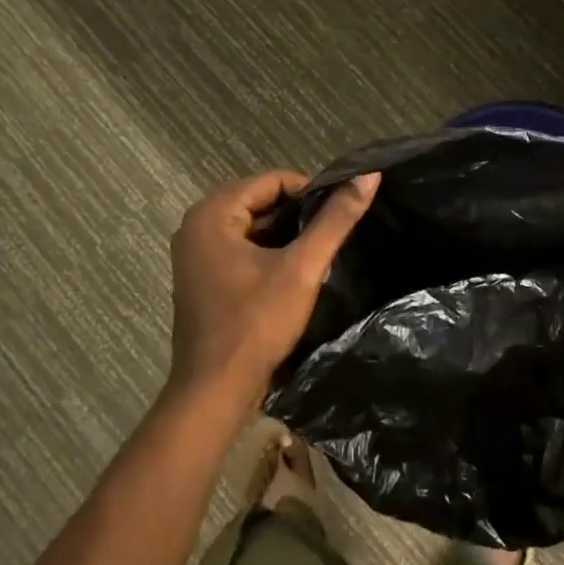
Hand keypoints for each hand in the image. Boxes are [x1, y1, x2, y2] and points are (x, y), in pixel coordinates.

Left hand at [168, 168, 379, 399]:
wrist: (216, 388)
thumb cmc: (257, 323)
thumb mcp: (303, 268)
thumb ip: (335, 221)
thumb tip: (368, 176)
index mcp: (212, 214)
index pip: (271, 181)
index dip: (310, 193)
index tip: (338, 216)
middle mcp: (196, 227)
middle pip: (260, 202)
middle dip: (298, 217)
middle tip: (330, 240)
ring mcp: (195, 255)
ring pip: (252, 229)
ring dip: (286, 238)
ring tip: (317, 259)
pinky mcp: (202, 279)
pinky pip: (241, 251)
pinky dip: (268, 256)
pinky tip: (294, 277)